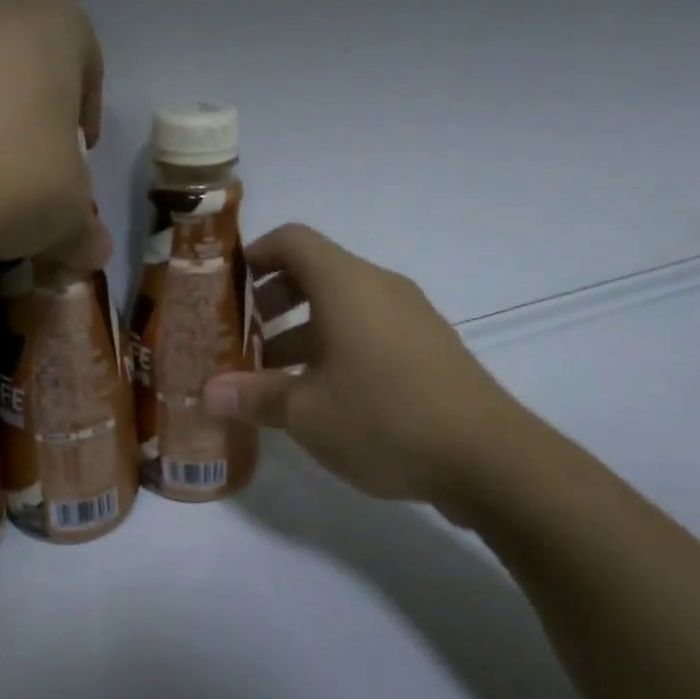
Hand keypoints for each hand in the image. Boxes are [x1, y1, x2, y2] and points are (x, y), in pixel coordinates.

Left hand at [0, 0, 107, 267]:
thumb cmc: (4, 180)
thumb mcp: (65, 214)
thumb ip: (84, 228)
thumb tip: (92, 253)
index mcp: (47, 13)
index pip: (81, 56)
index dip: (82, 108)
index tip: (76, 151)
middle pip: (8, 39)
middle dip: (14, 90)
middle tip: (11, 151)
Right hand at [204, 224, 541, 519]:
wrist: (490, 458)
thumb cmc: (385, 418)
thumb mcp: (306, 412)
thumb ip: (253, 396)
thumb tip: (208, 394)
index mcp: (346, 284)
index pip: (292, 240)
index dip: (254, 255)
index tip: (226, 288)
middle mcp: (379, 287)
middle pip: (315, 271)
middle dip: (271, 301)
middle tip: (243, 338)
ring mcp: (410, 316)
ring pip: (342, 305)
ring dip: (301, 329)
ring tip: (272, 376)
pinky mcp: (428, 347)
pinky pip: (368, 329)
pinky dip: (334, 346)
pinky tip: (321, 395)